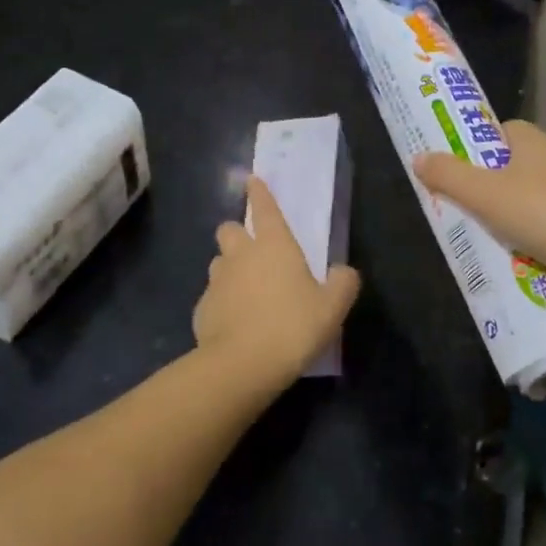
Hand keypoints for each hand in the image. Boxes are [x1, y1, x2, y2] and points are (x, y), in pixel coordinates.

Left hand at [193, 177, 360, 387]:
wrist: (242, 365)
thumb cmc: (293, 326)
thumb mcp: (332, 307)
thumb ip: (343, 284)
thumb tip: (343, 272)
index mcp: (274, 245)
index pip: (265, 208)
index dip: (260, 192)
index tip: (252, 180)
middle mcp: (241, 255)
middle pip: (230, 229)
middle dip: (238, 234)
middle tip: (253, 252)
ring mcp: (217, 281)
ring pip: (219, 262)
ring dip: (230, 269)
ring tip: (246, 290)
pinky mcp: (201, 309)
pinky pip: (212, 297)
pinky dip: (222, 303)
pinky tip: (236, 323)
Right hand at [414, 120, 545, 287]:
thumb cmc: (542, 213)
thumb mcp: (483, 194)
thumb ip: (447, 175)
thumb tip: (418, 158)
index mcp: (531, 141)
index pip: (495, 132)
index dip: (471, 147)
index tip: (449, 169)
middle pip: (505, 169)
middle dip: (481, 190)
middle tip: (453, 208)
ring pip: (521, 202)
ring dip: (500, 220)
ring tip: (473, 238)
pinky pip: (539, 228)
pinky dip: (522, 241)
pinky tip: (506, 258)